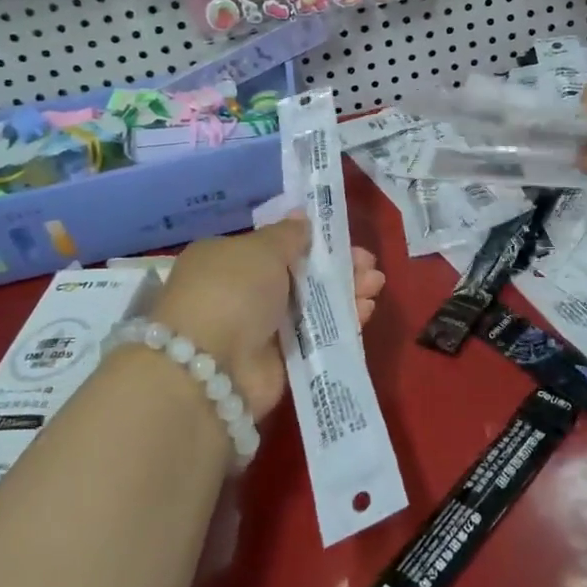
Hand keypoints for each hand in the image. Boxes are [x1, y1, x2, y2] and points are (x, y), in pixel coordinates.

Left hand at [148, 214, 383, 421]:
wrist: (212, 368)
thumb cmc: (233, 290)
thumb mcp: (262, 249)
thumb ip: (288, 234)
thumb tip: (302, 218)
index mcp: (227, 258)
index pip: (277, 245)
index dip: (313, 242)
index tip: (344, 240)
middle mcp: (241, 291)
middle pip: (300, 275)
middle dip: (337, 269)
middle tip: (369, 266)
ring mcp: (260, 328)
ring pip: (312, 305)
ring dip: (345, 293)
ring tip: (375, 286)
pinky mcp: (279, 361)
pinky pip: (316, 336)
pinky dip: (341, 323)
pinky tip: (365, 311)